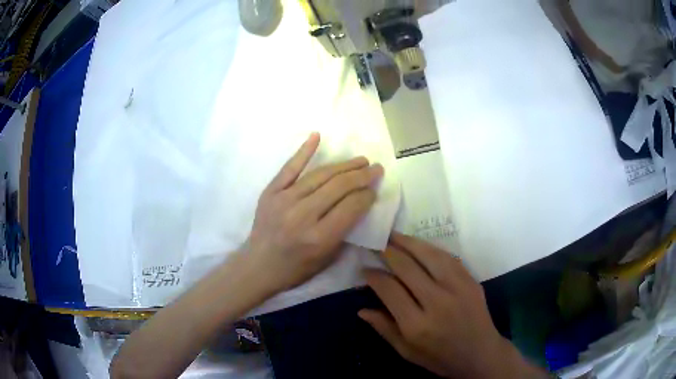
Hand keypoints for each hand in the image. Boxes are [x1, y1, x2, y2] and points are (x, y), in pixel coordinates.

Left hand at [248, 132, 382, 293]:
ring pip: (320, 175)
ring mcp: (284, 200)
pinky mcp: (270, 192)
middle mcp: (302, 215)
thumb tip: (360, 202)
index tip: (374, 190)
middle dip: (362, 175)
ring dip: (344, 165)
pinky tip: (317, 136)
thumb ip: (345, 230)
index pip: (351, 207)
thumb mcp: (327, 258)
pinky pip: (289, 168)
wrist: (259, 266)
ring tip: (360, 160)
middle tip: (375, 168)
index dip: (367, 195)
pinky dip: (304, 151)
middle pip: (339, 187)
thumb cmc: (296, 268)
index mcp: (319, 237)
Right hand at [360, 233, 544, 377]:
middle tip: (375, 243)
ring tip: (393, 235)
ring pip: (429, 256)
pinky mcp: (470, 281)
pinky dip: (430, 248)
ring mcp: (457, 288)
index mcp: (416, 325)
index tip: (364, 268)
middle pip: (407, 268)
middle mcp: (437, 302)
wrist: (480, 354)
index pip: (389, 289)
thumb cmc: (440, 358)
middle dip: (388, 252)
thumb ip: (384, 329)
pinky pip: (448, 257)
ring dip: (408, 242)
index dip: (374, 276)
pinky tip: (419, 245)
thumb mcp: (406, 352)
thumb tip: (361, 309)